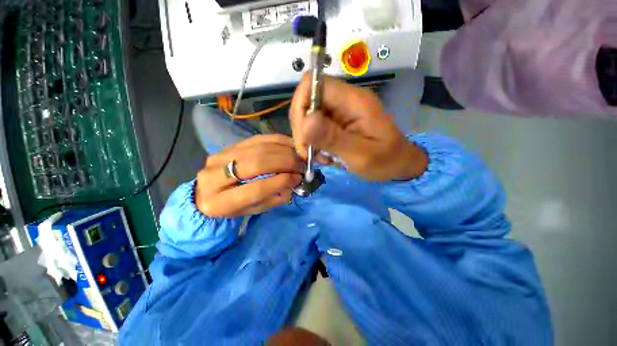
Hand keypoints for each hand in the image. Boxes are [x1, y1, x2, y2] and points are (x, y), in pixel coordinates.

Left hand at [195, 135, 302, 217]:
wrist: (209, 192)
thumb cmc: (232, 207)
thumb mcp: (252, 210)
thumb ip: (272, 199)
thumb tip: (292, 182)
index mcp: (219, 202)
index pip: (255, 189)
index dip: (280, 181)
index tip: (297, 178)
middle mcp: (213, 176)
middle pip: (256, 163)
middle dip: (284, 162)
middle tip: (300, 165)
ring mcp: (219, 157)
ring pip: (257, 148)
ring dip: (283, 150)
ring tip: (298, 155)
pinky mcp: (227, 146)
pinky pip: (256, 139)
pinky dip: (276, 141)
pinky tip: (289, 144)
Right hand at [290, 74, 427, 180]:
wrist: (398, 164)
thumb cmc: (386, 160)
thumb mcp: (361, 155)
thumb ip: (334, 138)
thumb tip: (305, 122)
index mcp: (353, 101)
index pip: (313, 84)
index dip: (300, 106)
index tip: (303, 136)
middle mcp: (344, 100)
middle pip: (306, 101)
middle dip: (301, 129)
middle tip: (309, 153)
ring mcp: (339, 111)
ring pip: (308, 116)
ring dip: (307, 139)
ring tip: (320, 158)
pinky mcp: (337, 122)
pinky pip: (314, 127)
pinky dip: (313, 143)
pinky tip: (324, 156)